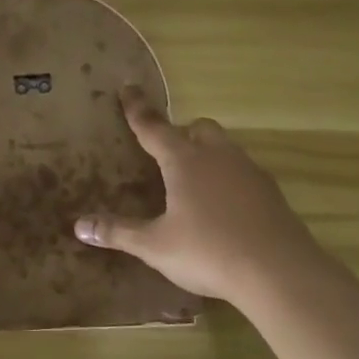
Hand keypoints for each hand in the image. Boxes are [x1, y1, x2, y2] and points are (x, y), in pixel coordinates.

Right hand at [73, 86, 321, 306]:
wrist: (279, 271)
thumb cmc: (208, 251)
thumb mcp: (155, 245)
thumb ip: (119, 232)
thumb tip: (79, 226)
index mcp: (184, 161)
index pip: (153, 127)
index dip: (138, 109)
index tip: (128, 88)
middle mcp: (217, 156)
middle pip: (198, 128)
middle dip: (181, 132)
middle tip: (168, 151)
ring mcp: (248, 171)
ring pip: (225, 147)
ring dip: (208, 154)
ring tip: (195, 182)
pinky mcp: (270, 192)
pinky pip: (244, 172)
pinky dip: (229, 179)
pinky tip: (225, 207)